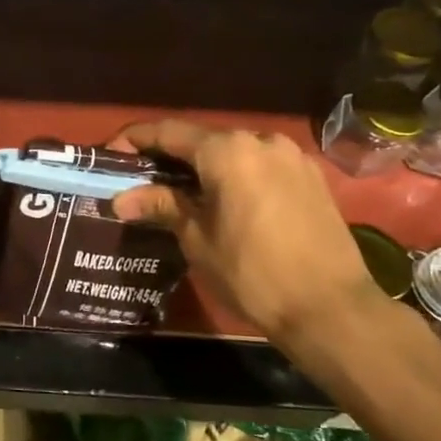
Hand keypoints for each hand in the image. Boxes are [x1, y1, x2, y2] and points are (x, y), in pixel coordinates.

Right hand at [110, 121, 382, 349]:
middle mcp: (260, 140)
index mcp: (227, 150)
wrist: (331, 308)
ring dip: (204, 168)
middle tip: (142, 182)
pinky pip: (260, 166)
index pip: (167, 132)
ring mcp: (291, 157)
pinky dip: (236, 176)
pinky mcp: (311, 177)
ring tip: (183, 195)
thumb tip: (121, 198)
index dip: (134, 140)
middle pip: (201, 140)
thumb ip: (161, 206)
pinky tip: (225, 202)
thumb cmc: (252, 273)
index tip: (110, 157)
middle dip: (169, 157)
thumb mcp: (197, 239)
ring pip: (233, 153)